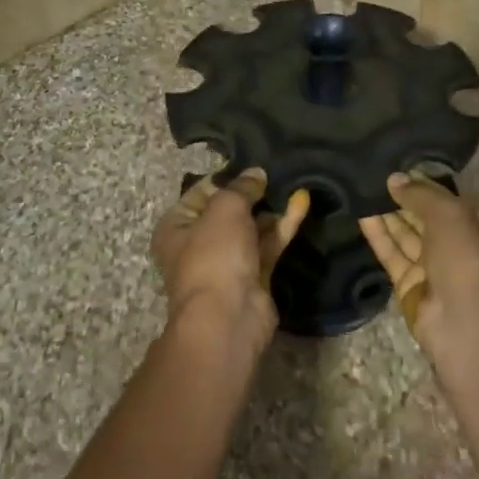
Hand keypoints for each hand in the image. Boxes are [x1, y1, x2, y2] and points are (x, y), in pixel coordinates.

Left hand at [152, 168, 309, 346]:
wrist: (228, 316)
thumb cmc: (213, 254)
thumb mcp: (225, 208)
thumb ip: (242, 187)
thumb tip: (256, 173)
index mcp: (176, 226)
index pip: (201, 191)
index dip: (227, 176)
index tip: (253, 162)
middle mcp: (198, 244)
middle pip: (229, 211)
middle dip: (253, 193)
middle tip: (279, 170)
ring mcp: (227, 262)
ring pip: (252, 228)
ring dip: (271, 209)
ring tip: (294, 182)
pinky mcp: (254, 276)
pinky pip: (269, 244)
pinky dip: (283, 226)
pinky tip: (302, 202)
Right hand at [358, 170, 478, 352]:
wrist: (468, 326)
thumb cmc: (469, 260)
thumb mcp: (450, 215)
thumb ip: (421, 195)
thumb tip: (395, 178)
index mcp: (476, 227)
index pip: (446, 201)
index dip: (424, 186)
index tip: (398, 168)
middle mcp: (455, 247)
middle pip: (424, 219)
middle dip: (402, 199)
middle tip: (373, 176)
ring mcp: (432, 269)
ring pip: (406, 236)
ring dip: (387, 215)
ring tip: (361, 189)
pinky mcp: (409, 288)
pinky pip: (392, 256)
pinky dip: (379, 236)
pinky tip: (361, 214)